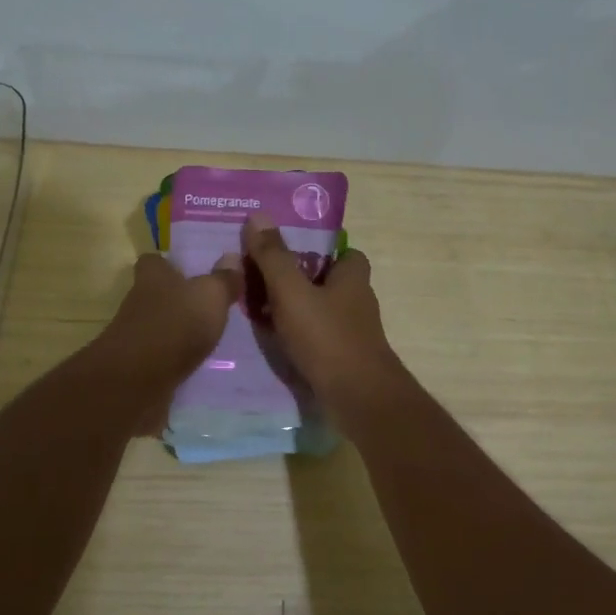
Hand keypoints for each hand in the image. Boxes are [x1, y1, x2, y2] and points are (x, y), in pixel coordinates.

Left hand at [92, 251, 243, 403]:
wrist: (138, 379)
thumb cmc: (176, 324)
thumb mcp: (211, 295)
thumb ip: (223, 279)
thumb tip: (233, 257)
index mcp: (153, 276)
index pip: (153, 261)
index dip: (169, 263)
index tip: (189, 271)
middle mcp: (139, 301)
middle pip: (156, 293)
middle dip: (178, 299)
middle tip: (208, 306)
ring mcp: (135, 335)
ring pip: (158, 325)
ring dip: (177, 331)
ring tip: (208, 337)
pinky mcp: (137, 365)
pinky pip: (159, 356)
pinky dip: (173, 358)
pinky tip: (195, 364)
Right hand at [243, 214, 401, 411]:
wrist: (358, 398)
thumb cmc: (327, 338)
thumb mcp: (292, 292)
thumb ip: (274, 257)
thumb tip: (258, 216)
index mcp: (352, 277)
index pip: (344, 252)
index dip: (318, 249)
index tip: (287, 251)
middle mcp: (358, 302)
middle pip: (327, 282)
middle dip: (299, 280)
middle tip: (261, 280)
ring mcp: (353, 333)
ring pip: (321, 312)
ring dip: (295, 310)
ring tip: (258, 311)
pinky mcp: (345, 360)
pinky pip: (318, 338)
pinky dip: (298, 337)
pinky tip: (274, 343)